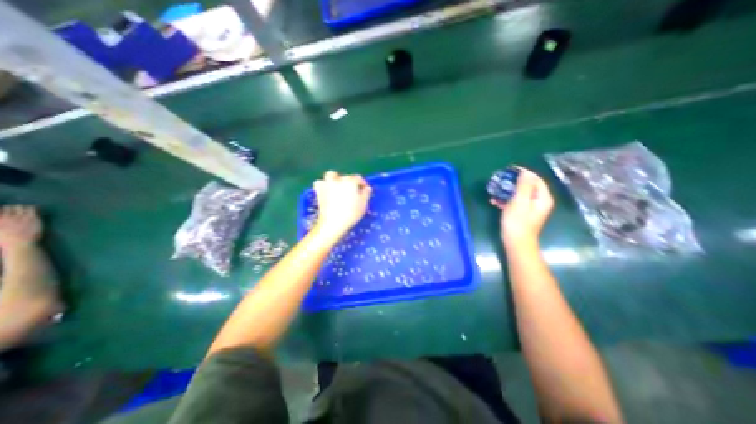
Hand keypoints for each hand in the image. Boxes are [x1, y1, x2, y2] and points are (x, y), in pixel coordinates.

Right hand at [0, 205, 41, 249]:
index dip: (3, 210)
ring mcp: (21, 217)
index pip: (0, 209)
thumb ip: (1, 222)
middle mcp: (7, 217)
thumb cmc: (7, 240)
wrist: (20, 244)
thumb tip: (3, 219)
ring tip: (25, 212)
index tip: (6, 213)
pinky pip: (33, 209)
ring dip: (23, 208)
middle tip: (17, 213)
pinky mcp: (33, 218)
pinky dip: (33, 208)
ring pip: (21, 206)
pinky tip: (33, 212)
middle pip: (10, 207)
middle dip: (13, 209)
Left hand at [313, 171, 370, 238]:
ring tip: (338, 186)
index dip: (362, 183)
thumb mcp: (363, 205)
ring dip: (335, 178)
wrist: (333, 223)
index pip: (358, 178)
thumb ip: (366, 194)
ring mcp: (327, 184)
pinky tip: (327, 190)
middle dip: (350, 181)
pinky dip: (323, 185)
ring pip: (331, 175)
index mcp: (351, 182)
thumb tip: (367, 188)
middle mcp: (339, 180)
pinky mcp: (319, 191)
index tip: (365, 189)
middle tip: (352, 190)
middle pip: (345, 177)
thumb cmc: (351, 214)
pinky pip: (320, 183)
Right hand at [491, 166, 553, 243]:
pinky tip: (494, 201)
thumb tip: (525, 172)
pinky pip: (515, 202)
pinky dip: (506, 200)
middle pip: (528, 186)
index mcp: (542, 198)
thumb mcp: (519, 202)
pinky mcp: (522, 214)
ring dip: (507, 191)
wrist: (516, 243)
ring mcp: (531, 208)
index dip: (524, 173)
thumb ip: (523, 186)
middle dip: (513, 182)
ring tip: (495, 190)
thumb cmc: (517, 223)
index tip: (509, 169)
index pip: (536, 179)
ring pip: (520, 194)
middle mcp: (539, 201)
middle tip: (500, 179)